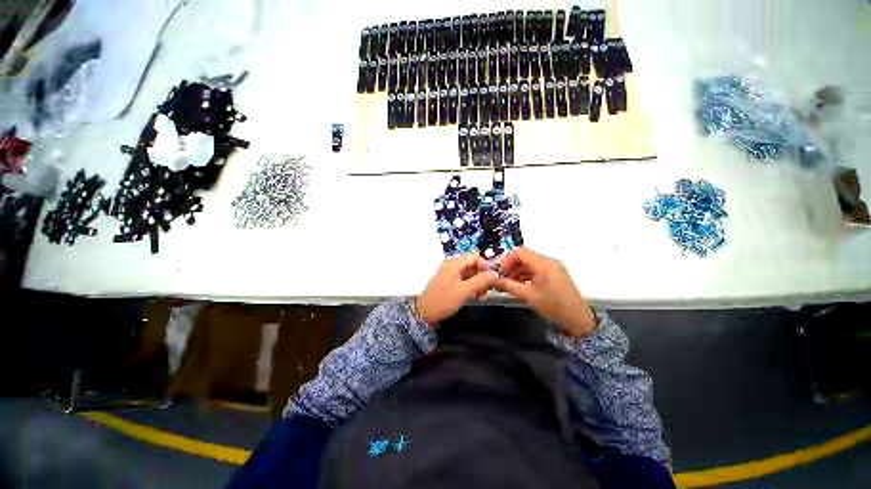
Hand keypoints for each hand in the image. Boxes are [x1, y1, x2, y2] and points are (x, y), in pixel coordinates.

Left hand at [415, 253, 498, 325]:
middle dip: (482, 276)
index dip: (485, 265)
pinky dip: (471, 286)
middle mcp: (451, 266)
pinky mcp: (448, 282)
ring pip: (469, 273)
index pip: (474, 257)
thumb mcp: (464, 291)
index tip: (492, 278)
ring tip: (482, 295)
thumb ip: (480, 281)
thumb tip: (494, 274)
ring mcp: (449, 274)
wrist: (424, 313)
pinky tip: (474, 295)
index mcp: (453, 264)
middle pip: (472, 265)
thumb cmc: (443, 300)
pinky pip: (463, 280)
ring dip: (477, 282)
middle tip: (488, 289)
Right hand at [495, 248, 596, 336]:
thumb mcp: (528, 296)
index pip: (520, 252)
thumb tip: (494, 281)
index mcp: (543, 264)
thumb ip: (509, 286)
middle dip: (511, 266)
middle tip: (501, 278)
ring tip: (508, 283)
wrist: (578, 319)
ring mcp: (552, 267)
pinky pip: (536, 269)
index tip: (499, 271)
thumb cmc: (554, 307)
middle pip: (524, 257)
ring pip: (529, 263)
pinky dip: (525, 275)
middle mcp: (548, 262)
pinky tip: (519, 285)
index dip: (506, 260)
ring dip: (517, 271)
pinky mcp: (554, 274)